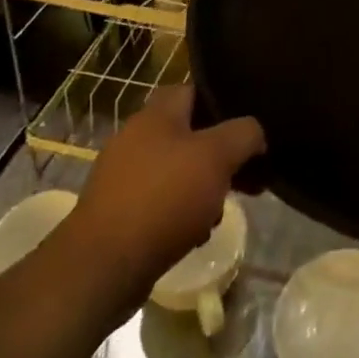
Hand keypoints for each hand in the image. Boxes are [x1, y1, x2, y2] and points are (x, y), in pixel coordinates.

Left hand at [69, 86, 264, 296]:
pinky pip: (159, 202)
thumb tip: (256, 133)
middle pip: (189, 135)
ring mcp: (122, 176)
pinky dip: (179, 214)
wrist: (102, 267)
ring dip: (202, 188)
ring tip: (218, 213)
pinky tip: (193, 236)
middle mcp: (135, 137)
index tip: (247, 127)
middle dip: (218, 156)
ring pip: (176, 171)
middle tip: (243, 176)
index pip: (194, 90)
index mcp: (155, 114)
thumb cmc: (163, 198)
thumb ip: (244, 134)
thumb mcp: (218, 156)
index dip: (223, 103)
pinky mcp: (116, 212)